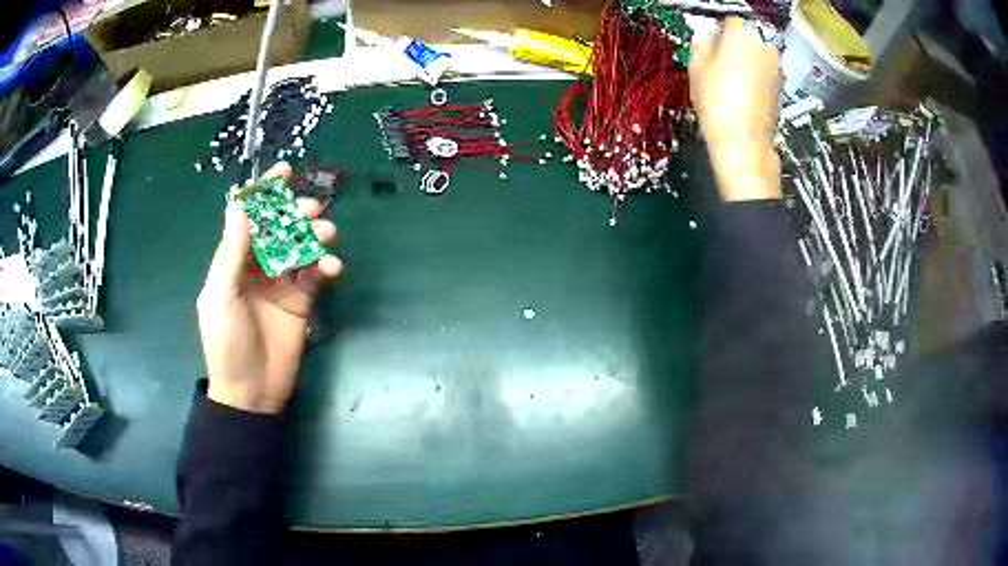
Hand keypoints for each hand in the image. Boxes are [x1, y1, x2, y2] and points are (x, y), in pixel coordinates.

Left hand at [196, 163, 342, 413]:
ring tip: (327, 235)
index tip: (285, 172)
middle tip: (311, 211)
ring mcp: (281, 283)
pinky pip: (315, 275)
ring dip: (314, 236)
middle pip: (279, 228)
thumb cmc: (227, 343)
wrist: (251, 392)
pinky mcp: (302, 301)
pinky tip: (331, 269)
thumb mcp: (221, 296)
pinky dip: (325, 267)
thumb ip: (231, 253)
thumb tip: (239, 206)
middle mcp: (257, 266)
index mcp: (233, 262)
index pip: (249, 219)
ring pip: (300, 247)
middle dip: (295, 213)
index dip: (264, 194)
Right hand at [689, 18, 781, 201]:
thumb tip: (705, 37)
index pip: (729, 21)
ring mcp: (775, 69)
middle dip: (732, 47)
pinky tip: (740, 94)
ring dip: (744, 63)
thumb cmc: (720, 106)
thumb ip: (700, 44)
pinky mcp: (779, 88)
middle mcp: (764, 48)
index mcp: (742, 36)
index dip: (716, 32)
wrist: (743, 143)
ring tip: (726, 82)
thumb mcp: (696, 68)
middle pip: (746, 38)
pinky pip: (763, 74)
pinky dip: (754, 79)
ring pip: (756, 57)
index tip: (708, 42)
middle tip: (715, 63)